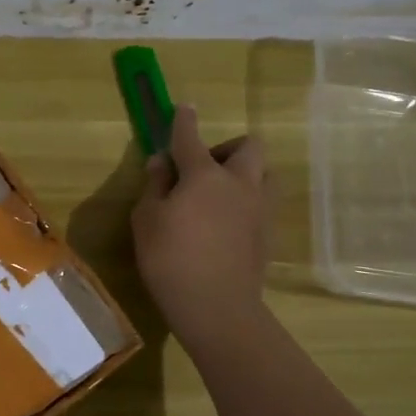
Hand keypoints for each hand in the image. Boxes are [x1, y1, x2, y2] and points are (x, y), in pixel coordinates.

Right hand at [131, 106, 269, 349]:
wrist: (217, 307)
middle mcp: (239, 183)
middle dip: (226, 148)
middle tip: (202, 168)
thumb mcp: (147, 220)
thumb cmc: (170, 260)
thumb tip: (162, 162)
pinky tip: (226, 224)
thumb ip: (155, 186)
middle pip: (248, 147)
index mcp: (205, 175)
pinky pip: (263, 203)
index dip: (184, 121)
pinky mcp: (268, 234)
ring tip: (220, 195)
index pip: (190, 137)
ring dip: (245, 173)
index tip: (182, 108)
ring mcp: (259, 209)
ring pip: (264, 173)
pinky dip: (247, 202)